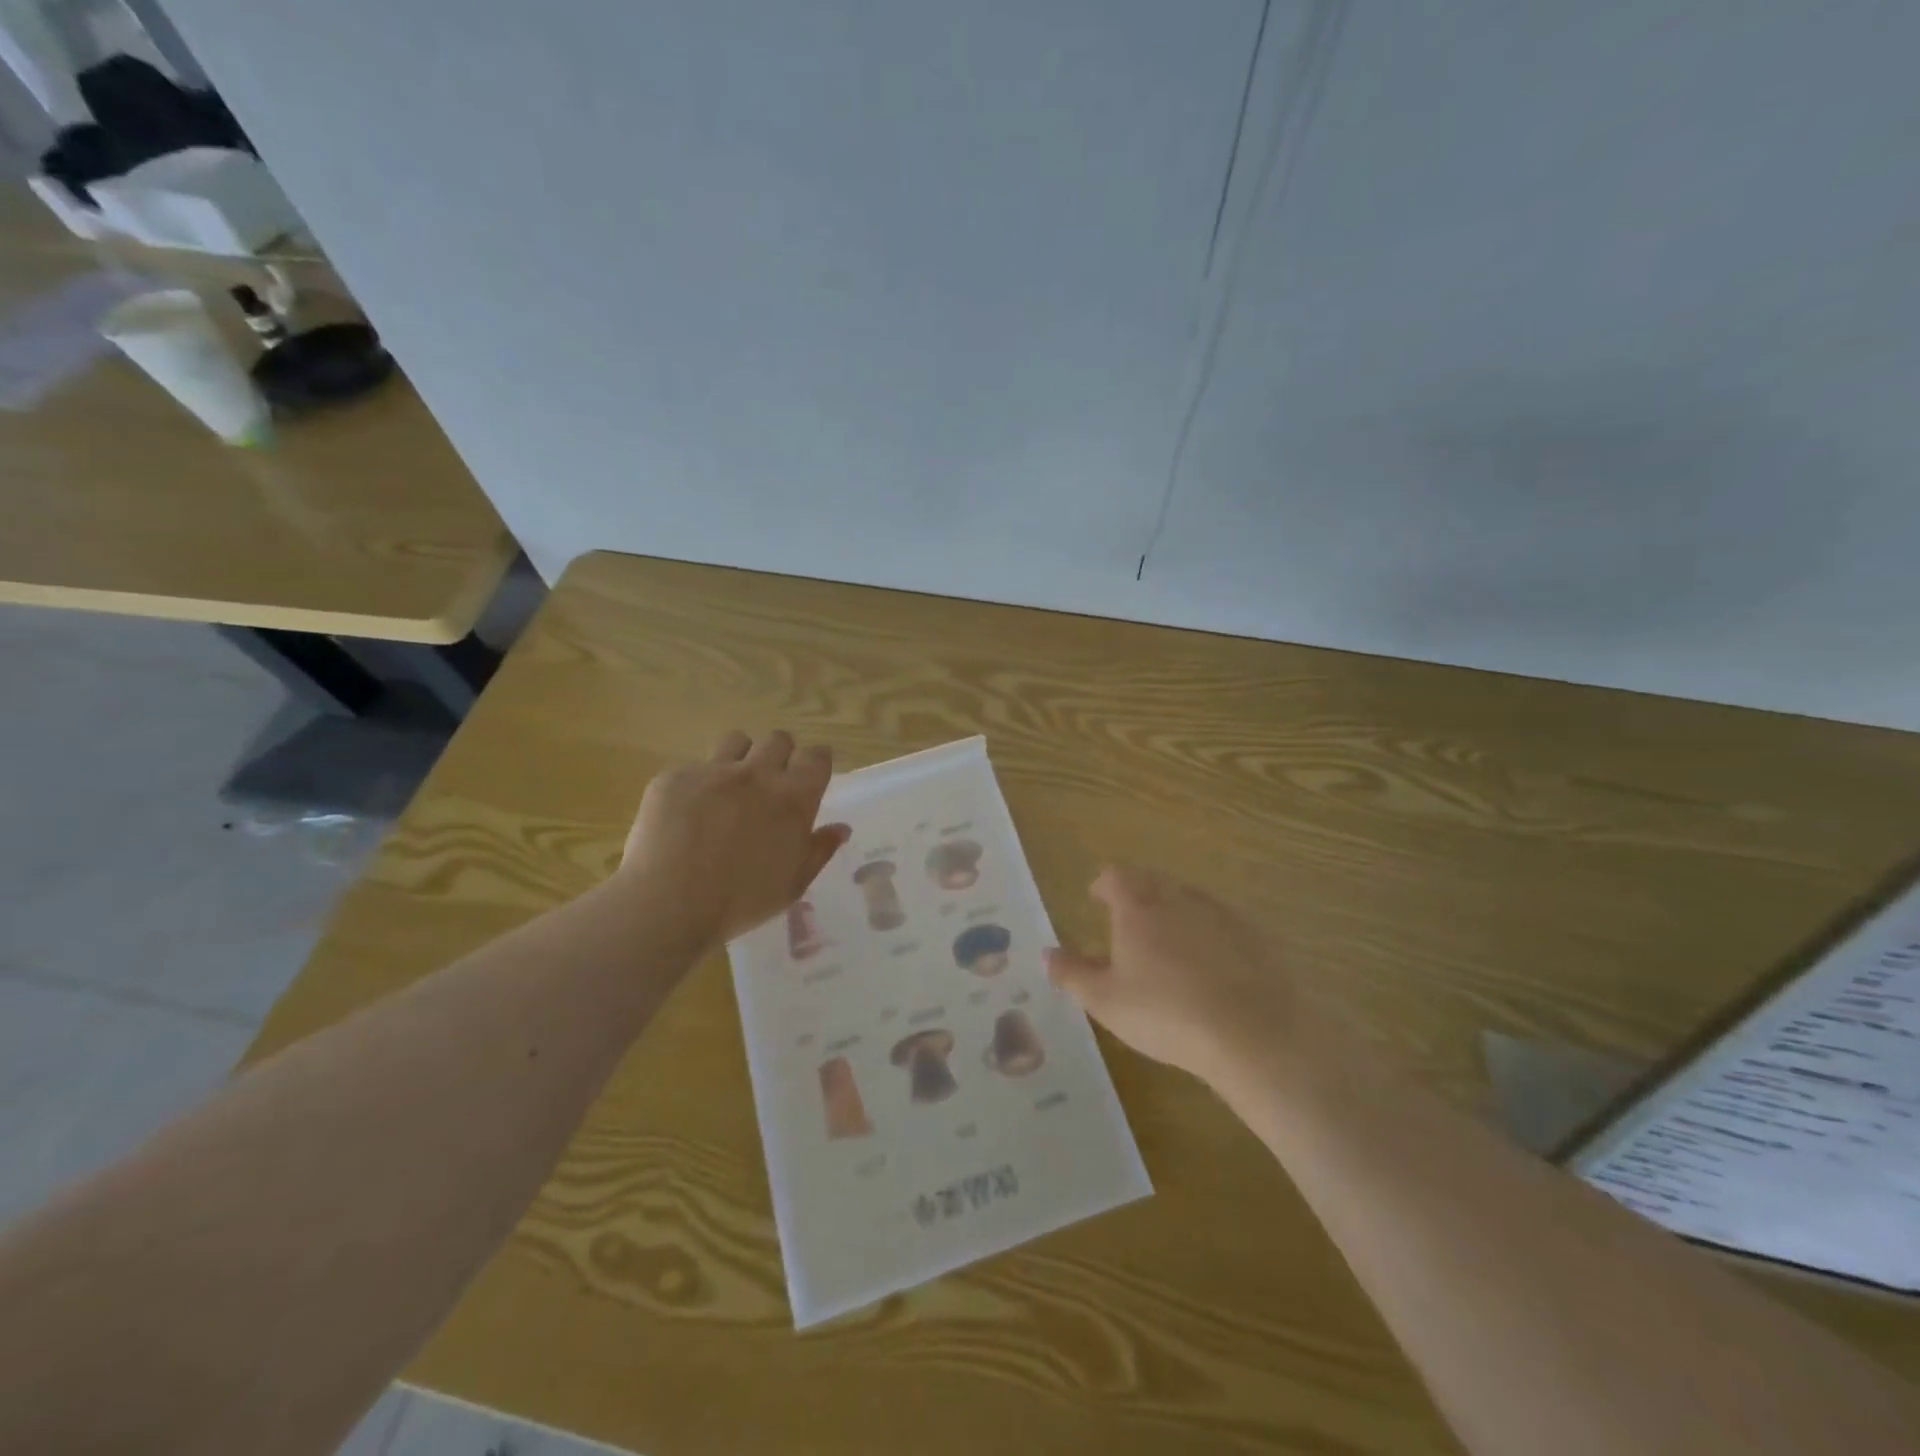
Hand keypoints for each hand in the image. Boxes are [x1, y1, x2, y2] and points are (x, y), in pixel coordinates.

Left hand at [617, 730, 850, 950]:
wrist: (670, 903)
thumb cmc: (743, 900)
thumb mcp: (794, 883)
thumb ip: (820, 850)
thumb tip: (840, 828)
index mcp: (793, 798)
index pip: (816, 757)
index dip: (817, 761)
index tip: (812, 773)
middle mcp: (757, 774)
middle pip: (778, 740)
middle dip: (780, 755)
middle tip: (771, 783)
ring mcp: (712, 771)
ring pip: (736, 741)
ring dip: (741, 757)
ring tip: (731, 786)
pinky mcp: (674, 778)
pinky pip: (693, 768)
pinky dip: (698, 784)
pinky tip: (688, 814)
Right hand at [1045, 866, 1299, 1085]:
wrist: (1253, 1034)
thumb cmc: (1165, 1014)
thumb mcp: (1105, 1001)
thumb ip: (1071, 974)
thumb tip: (1047, 952)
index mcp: (1137, 907)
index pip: (1114, 876)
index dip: (1103, 886)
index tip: (1096, 900)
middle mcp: (1177, 897)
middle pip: (1152, 881)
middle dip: (1137, 897)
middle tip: (1128, 927)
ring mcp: (1220, 912)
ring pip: (1188, 900)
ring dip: (1173, 914)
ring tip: (1168, 949)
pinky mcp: (1254, 934)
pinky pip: (1221, 922)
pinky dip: (1209, 934)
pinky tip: (1211, 968)